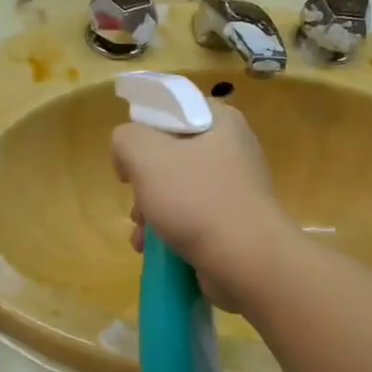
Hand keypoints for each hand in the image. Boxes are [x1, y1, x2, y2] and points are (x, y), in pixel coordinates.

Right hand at [111, 102, 291, 312]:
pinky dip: (169, 230)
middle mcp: (233, 149)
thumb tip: (128, 156)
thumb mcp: (145, 154)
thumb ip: (125, 138)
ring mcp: (236, 189)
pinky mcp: (233, 222)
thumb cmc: (196, 199)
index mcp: (221, 121)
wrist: (246, 262)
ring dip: (150, 210)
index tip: (130, 157)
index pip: (172, 110)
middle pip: (170, 154)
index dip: (143, 130)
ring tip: (140, 235)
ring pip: (177, 189)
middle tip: (135, 202)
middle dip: (143, 181)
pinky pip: (191, 217)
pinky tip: (152, 250)